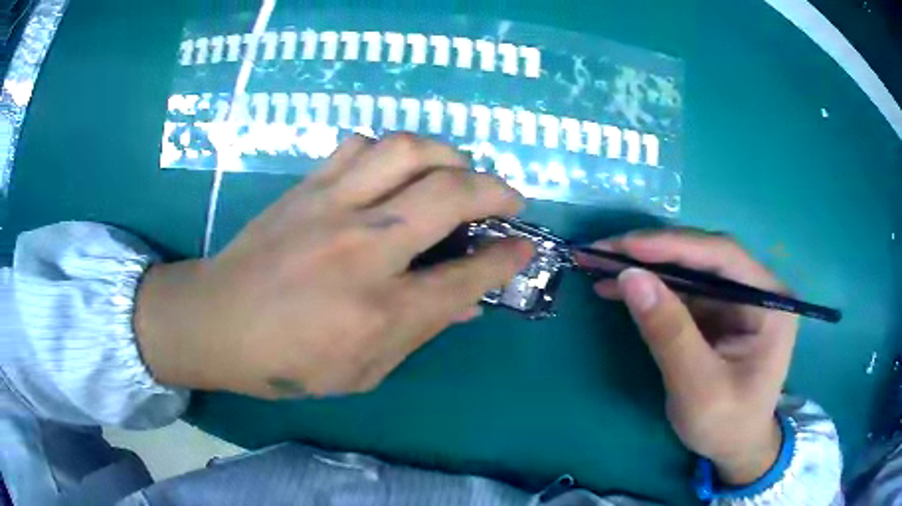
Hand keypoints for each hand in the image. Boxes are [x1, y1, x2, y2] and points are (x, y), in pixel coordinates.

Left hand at [134, 134, 532, 398]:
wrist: (217, 321)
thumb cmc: (288, 362)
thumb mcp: (363, 370)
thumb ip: (420, 331)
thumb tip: (468, 302)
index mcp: (380, 310)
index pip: (467, 275)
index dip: (508, 259)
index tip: (525, 247)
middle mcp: (364, 248)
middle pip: (450, 194)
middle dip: (495, 190)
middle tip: (508, 198)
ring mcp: (331, 207)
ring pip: (407, 150)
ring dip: (447, 154)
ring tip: (457, 171)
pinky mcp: (306, 186)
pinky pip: (360, 144)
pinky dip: (391, 149)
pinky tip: (396, 168)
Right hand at [590, 231, 797, 484]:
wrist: (734, 448)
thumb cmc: (726, 424)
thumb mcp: (698, 387)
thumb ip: (669, 333)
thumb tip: (630, 278)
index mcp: (769, 301)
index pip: (723, 256)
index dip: (674, 245)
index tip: (625, 245)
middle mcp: (755, 289)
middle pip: (703, 256)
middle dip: (652, 252)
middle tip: (603, 251)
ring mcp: (735, 299)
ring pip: (688, 270)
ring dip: (645, 268)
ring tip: (599, 265)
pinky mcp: (716, 312)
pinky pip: (681, 291)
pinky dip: (649, 290)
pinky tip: (618, 288)